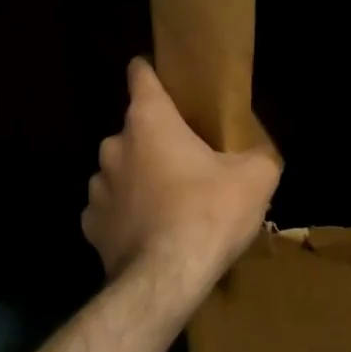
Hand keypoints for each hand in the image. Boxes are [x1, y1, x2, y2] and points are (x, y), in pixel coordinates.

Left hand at [83, 58, 280, 285]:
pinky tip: (151, 232)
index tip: (164, 78)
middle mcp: (115, 146)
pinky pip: (112, 209)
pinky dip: (129, 214)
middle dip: (159, 141)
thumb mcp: (256, 178)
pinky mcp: (92, 226)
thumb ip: (258, 156)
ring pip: (122, 171)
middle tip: (190, 163)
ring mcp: (98, 188)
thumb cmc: (210, 213)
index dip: (152, 72)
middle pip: (136, 130)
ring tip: (171, 204)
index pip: (141, 75)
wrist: (167, 279)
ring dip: (141, 179)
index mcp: (150, 122)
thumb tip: (258, 156)